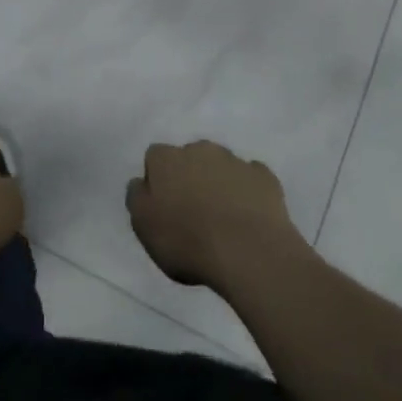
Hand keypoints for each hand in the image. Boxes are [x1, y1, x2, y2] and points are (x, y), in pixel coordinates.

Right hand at [127, 140, 306, 291]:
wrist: (248, 251)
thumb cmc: (187, 240)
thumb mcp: (143, 225)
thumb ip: (137, 198)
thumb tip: (141, 183)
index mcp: (166, 159)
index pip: (154, 158)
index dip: (158, 181)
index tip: (163, 207)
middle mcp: (199, 149)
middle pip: (189, 158)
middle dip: (190, 177)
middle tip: (193, 212)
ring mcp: (235, 161)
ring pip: (220, 166)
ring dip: (218, 183)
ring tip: (223, 218)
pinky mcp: (264, 177)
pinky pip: (251, 179)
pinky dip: (248, 192)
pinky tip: (248, 216)